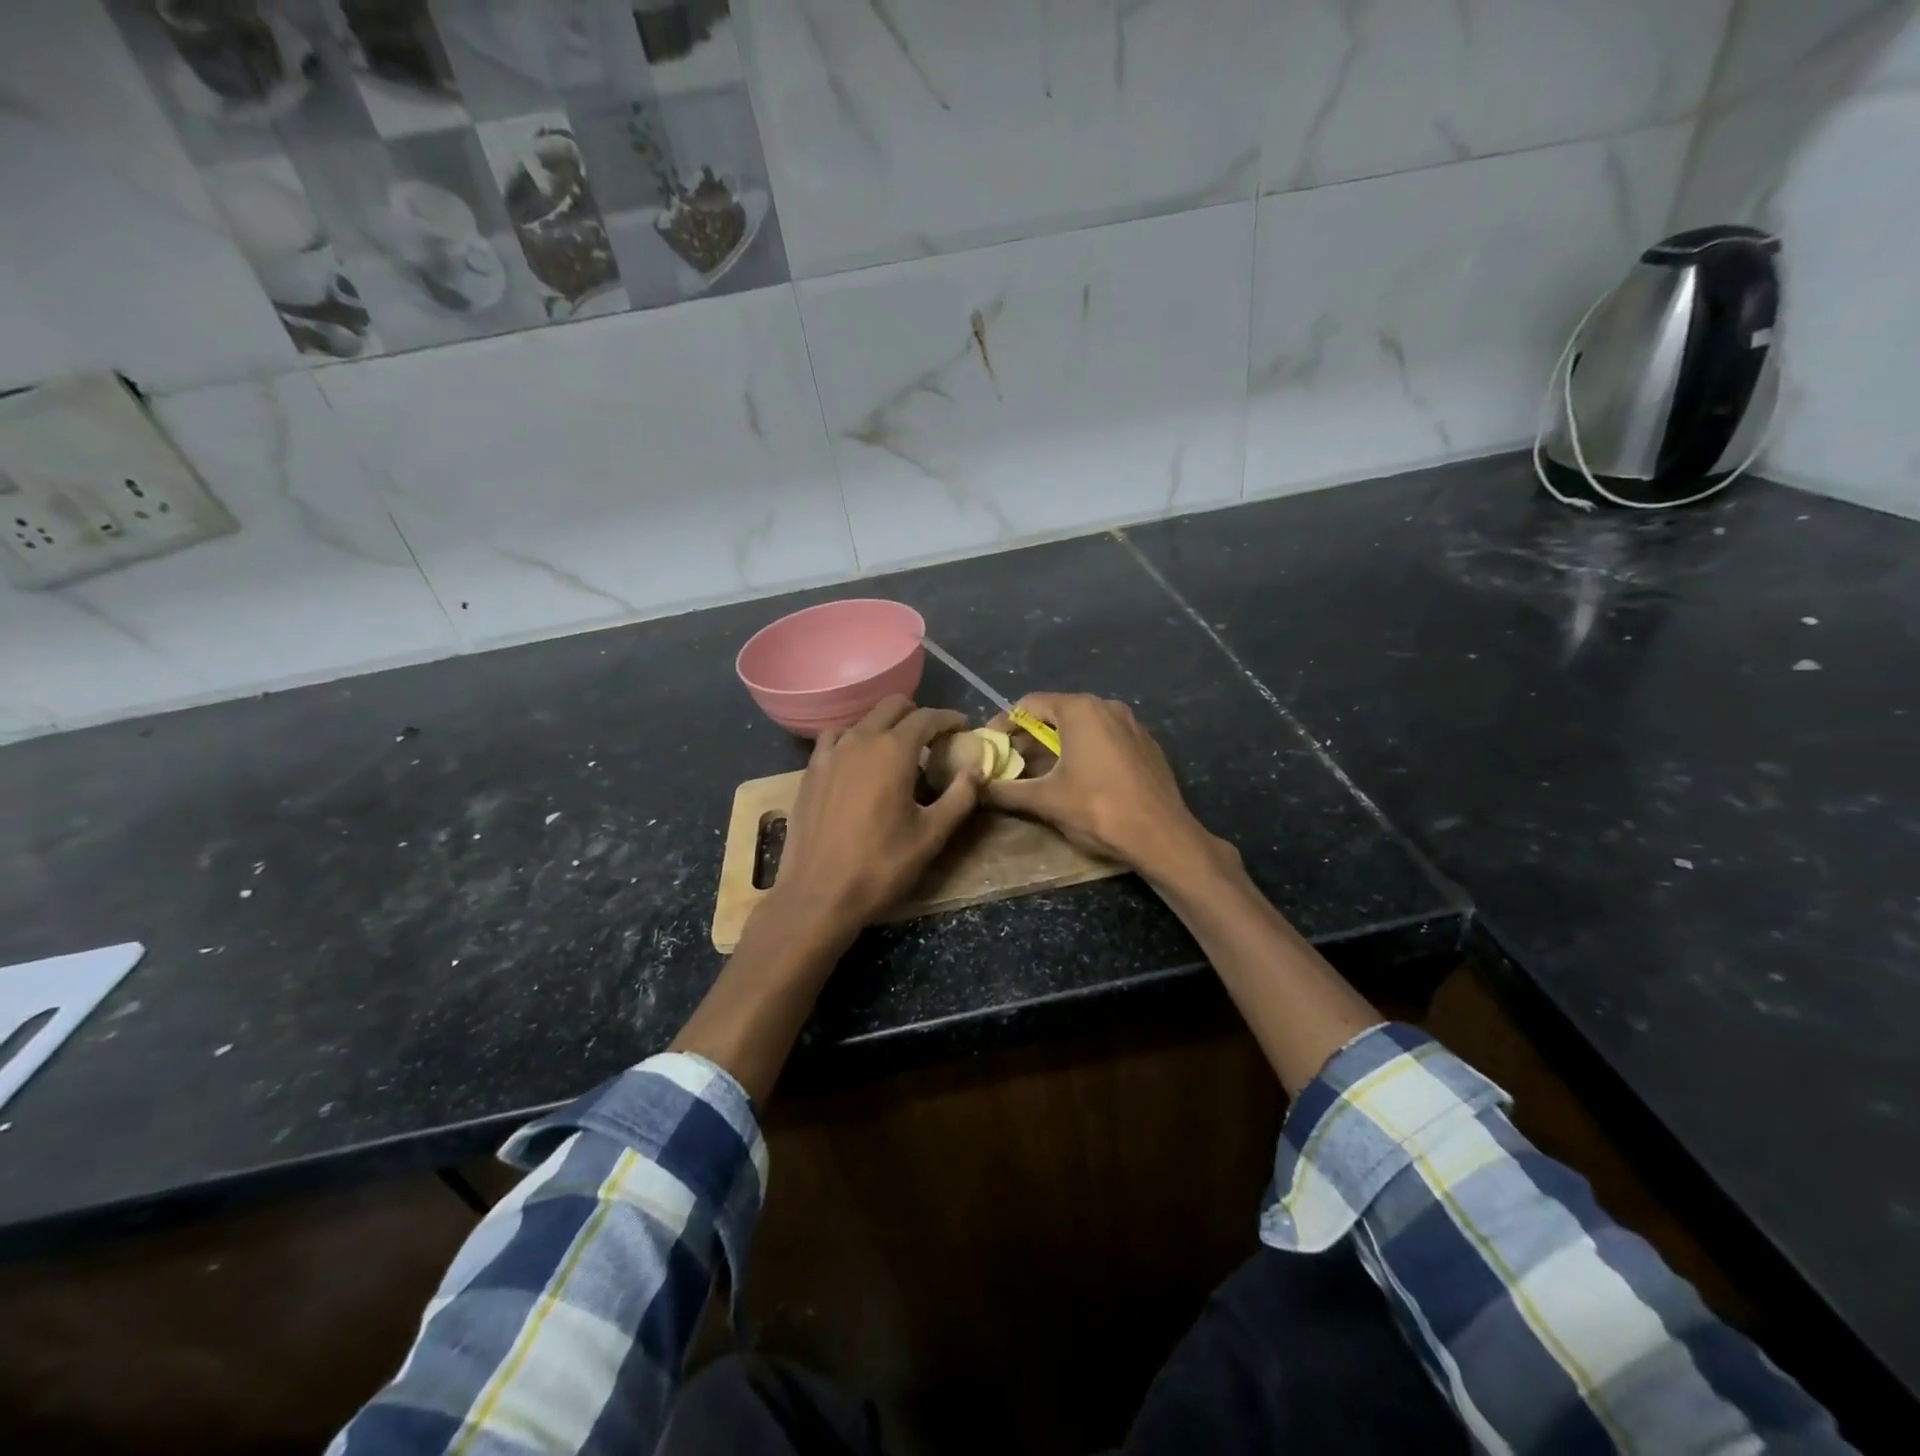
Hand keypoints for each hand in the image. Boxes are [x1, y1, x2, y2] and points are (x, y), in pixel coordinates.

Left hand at [771, 695, 982, 931]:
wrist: (818, 895)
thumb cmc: (881, 866)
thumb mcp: (932, 835)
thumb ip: (960, 796)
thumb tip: (976, 770)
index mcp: (893, 751)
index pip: (927, 717)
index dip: (949, 718)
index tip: (962, 726)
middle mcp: (860, 740)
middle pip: (892, 707)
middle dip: (917, 715)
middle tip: (934, 738)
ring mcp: (830, 754)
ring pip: (863, 720)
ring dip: (885, 726)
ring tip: (897, 751)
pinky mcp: (810, 772)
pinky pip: (835, 739)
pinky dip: (854, 740)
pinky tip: (858, 762)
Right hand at [985, 692, 1218, 875]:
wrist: (1162, 836)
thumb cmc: (1098, 810)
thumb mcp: (1045, 800)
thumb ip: (1006, 790)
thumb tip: (976, 787)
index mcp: (1080, 710)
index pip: (1029, 704)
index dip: (1004, 724)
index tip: (990, 746)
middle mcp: (1107, 706)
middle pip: (1056, 713)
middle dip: (1030, 737)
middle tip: (1011, 762)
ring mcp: (1132, 724)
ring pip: (1083, 726)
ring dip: (1058, 745)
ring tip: (1041, 772)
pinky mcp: (1146, 745)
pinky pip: (1106, 739)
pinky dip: (1085, 751)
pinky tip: (1080, 778)